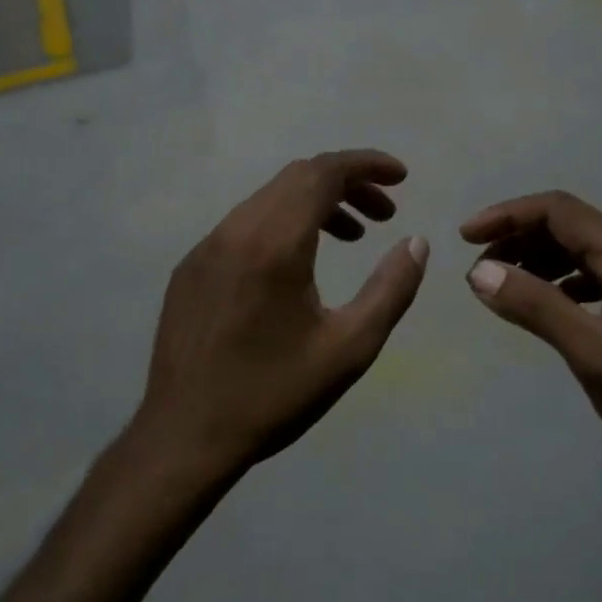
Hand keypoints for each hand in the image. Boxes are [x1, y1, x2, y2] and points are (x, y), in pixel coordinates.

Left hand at [134, 151, 429, 481]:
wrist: (185, 436)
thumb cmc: (274, 394)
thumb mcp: (350, 348)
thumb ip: (391, 289)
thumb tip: (417, 242)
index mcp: (274, 244)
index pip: (323, 173)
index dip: (367, 165)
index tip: (401, 177)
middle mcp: (235, 230)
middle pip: (296, 178)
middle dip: (347, 183)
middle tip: (383, 215)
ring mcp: (205, 247)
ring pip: (268, 199)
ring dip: (314, 204)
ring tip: (351, 237)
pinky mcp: (190, 268)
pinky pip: (243, 225)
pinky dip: (281, 224)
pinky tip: (297, 265)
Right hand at [460, 191, 601, 484]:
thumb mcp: (591, 354)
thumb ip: (535, 307)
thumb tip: (478, 273)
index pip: (559, 211)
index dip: (508, 216)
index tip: (465, 238)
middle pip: (567, 224)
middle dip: (517, 236)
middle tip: (477, 269)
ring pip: (578, 249)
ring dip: (535, 258)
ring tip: (499, 285)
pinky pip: (591, 274)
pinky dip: (557, 280)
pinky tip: (539, 303)